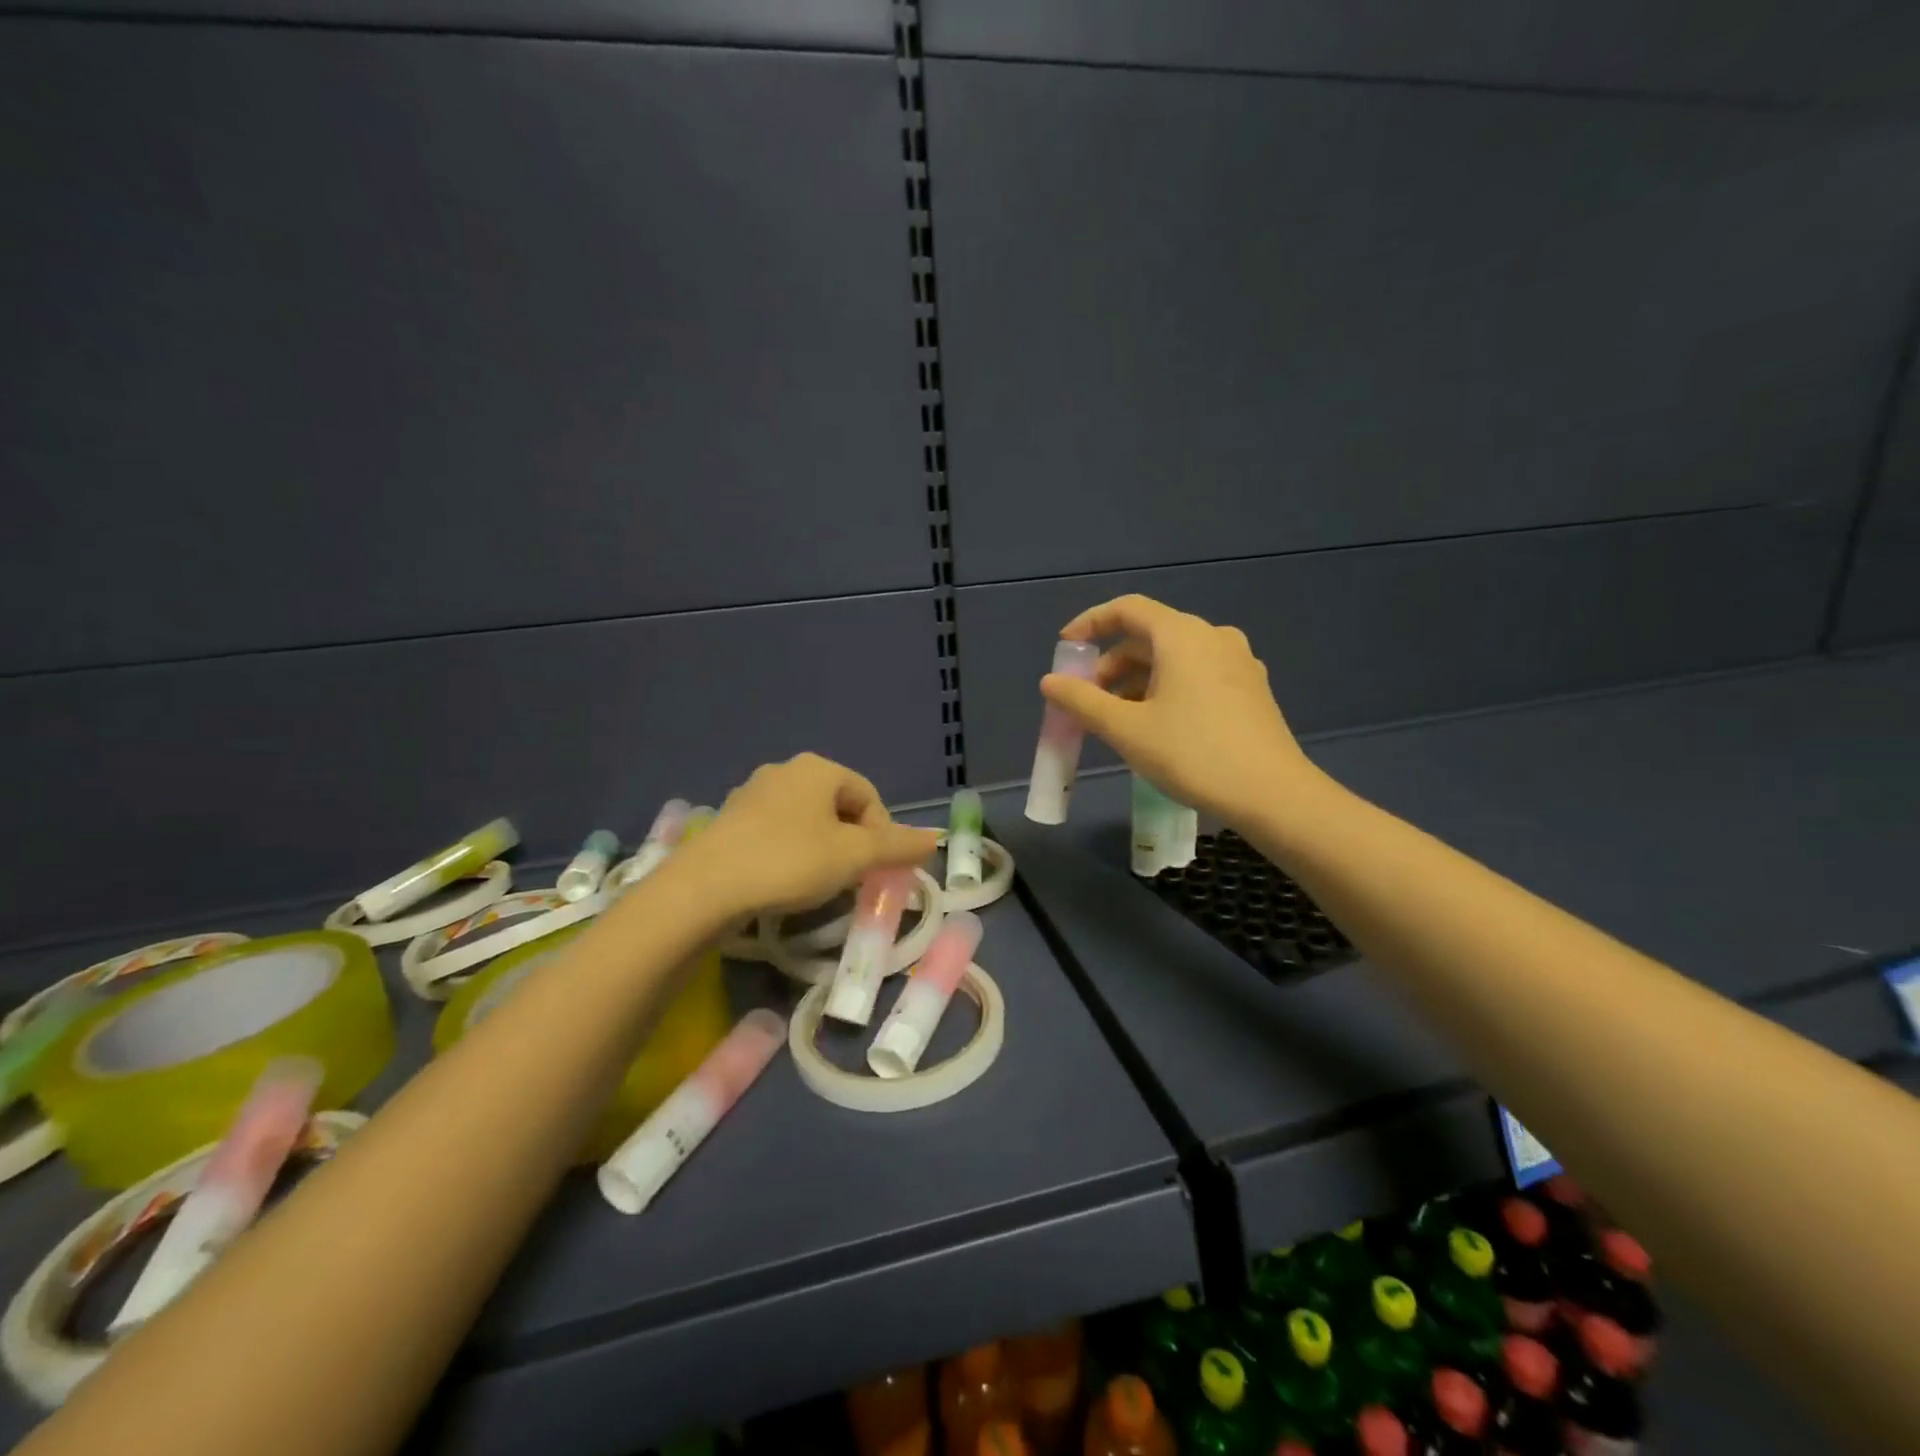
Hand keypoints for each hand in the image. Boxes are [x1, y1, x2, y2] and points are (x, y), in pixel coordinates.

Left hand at [676, 754, 939, 918]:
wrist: (705, 888)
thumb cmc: (790, 862)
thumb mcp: (854, 856)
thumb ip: (898, 846)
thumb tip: (935, 839)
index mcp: (818, 769)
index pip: (869, 796)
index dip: (882, 834)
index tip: (876, 870)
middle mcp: (784, 771)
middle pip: (837, 807)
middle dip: (851, 842)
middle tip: (850, 880)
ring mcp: (751, 794)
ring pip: (805, 821)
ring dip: (820, 849)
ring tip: (817, 885)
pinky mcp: (727, 821)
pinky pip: (774, 833)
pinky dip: (787, 854)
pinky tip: (781, 883)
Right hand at [1040, 594, 1319, 822]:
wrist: (1272, 795)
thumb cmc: (1192, 754)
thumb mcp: (1126, 729)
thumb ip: (1082, 701)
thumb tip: (1050, 682)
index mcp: (1183, 635)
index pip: (1127, 609)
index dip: (1090, 624)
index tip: (1065, 649)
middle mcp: (1213, 637)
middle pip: (1149, 636)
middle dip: (1111, 664)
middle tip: (1087, 699)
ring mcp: (1238, 663)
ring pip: (1173, 659)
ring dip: (1137, 681)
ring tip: (1116, 720)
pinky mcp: (1250, 690)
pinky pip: (1196, 676)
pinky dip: (1165, 690)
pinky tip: (1155, 726)